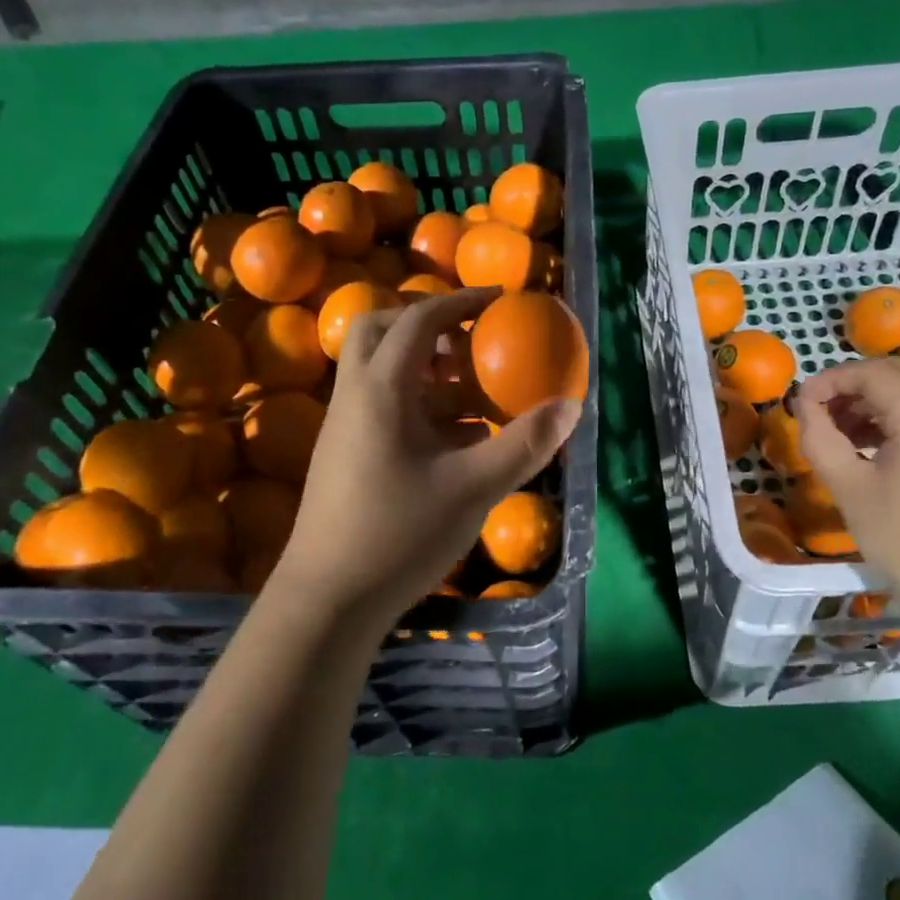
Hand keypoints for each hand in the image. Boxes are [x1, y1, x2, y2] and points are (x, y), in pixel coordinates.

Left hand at [265, 288, 581, 630]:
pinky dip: (418, 405)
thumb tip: (571, 405)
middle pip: (380, 332)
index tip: (498, 300)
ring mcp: (343, 427)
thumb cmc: (399, 533)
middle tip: (469, 342)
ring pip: (380, 373)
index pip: (416, 320)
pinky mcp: (344, 456)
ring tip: (474, 394)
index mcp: (380, 389)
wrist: (328, 599)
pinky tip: (455, 442)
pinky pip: (381, 407)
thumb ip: (525, 444)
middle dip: (426, 326)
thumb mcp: (474, 487)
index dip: (459, 302)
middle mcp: (354, 397)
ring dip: (425, 370)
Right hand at [793, 358, 899, 622]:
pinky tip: (869, 450)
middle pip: (894, 377)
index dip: (829, 381)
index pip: (871, 373)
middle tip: (815, 416)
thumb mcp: (850, 489)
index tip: (799, 404)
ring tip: (837, 436)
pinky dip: (893, 422)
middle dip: (848, 389)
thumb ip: (820, 438)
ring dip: (869, 405)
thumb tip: (803, 405)